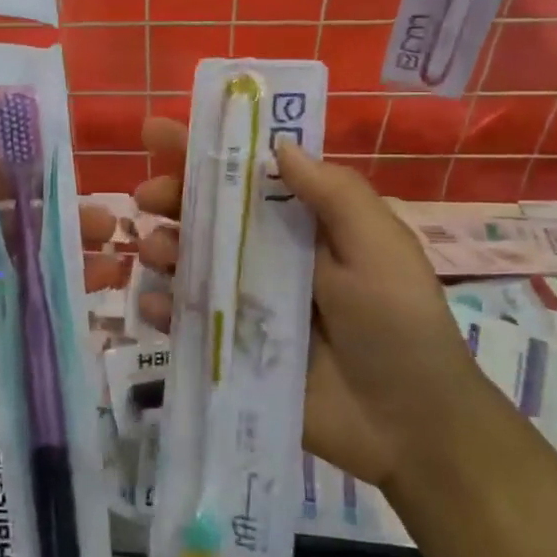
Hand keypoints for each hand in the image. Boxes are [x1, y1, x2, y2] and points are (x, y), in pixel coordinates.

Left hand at [0, 163, 128, 502]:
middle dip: (49, 224)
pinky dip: (54, 313)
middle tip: (105, 220)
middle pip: (1, 236)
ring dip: (61, 266)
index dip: (7, 176)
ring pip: (18, 279)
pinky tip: (94, 305)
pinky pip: (21, 326)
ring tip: (114, 259)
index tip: (59, 163)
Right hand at [133, 117, 475, 487]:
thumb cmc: (398, 324)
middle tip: (147, 196)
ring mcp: (247, 303)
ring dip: (163, 247)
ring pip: (191, 263)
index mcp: (305, 226)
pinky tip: (153, 304)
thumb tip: (278, 145)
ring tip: (155, 249)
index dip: (206, 150)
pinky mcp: (233, 348)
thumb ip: (333, 195)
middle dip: (173, 197)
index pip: (250, 175)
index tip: (157, 131)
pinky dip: (164, 308)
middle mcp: (270, 257)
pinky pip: (187, 321)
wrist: (409, 425)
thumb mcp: (379, 247)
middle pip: (209, 215)